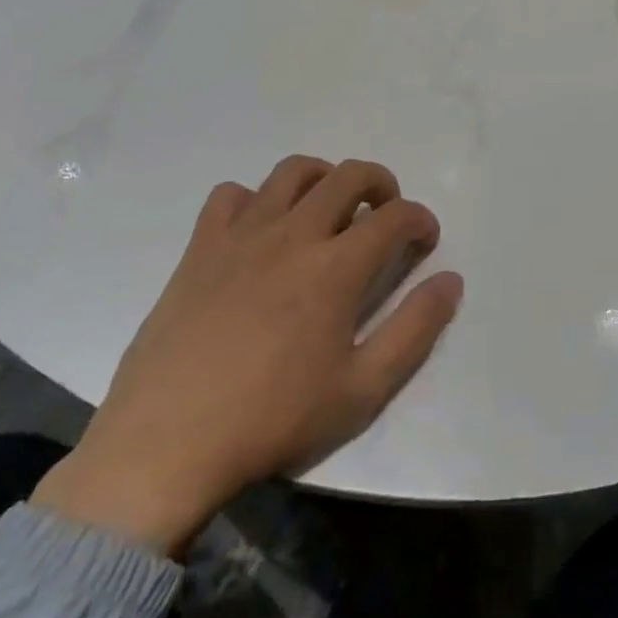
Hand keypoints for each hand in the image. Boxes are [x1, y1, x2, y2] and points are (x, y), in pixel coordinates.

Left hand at [31, 156, 462, 555]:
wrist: (167, 445)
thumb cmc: (273, 420)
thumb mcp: (362, 390)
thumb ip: (415, 329)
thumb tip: (451, 280)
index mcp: (336, 267)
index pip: (395, 216)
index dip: (420, 219)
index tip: (424, 238)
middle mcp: (293, 234)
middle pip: (348, 175)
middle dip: (381, 183)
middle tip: (384, 212)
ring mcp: (242, 235)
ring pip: (292, 171)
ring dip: (323, 178)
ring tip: (328, 210)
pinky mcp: (201, 247)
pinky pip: (230, 195)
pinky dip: (256, 200)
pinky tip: (260, 232)